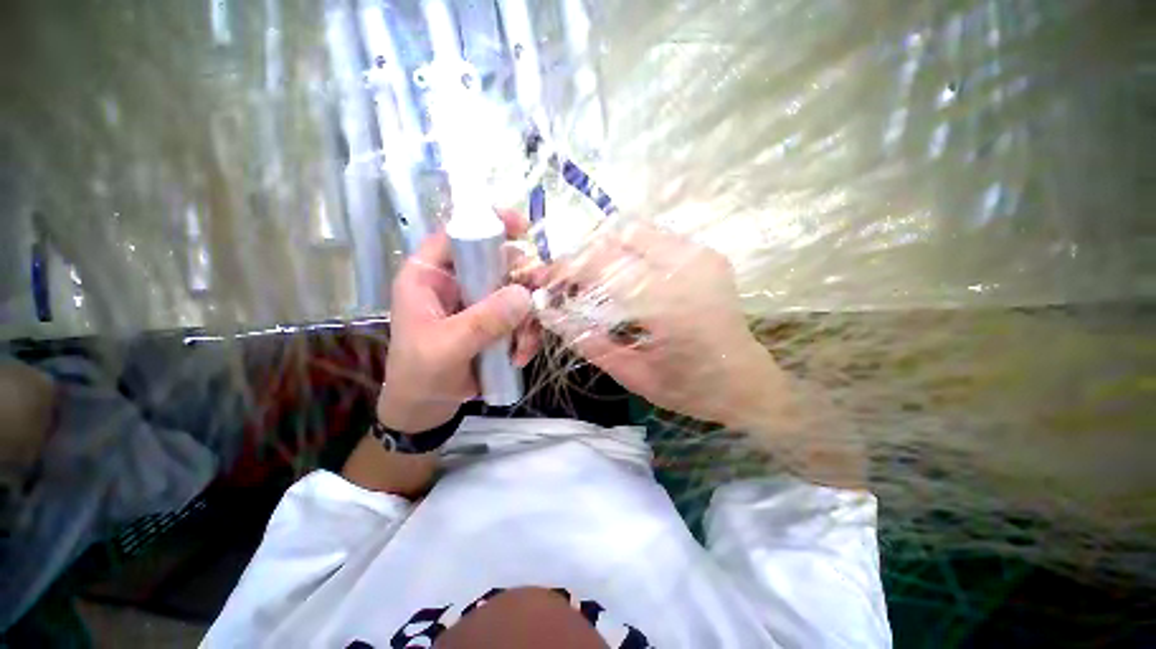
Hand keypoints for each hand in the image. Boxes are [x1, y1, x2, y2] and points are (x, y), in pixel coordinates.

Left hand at [377, 212, 536, 432]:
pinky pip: (522, 317)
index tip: (522, 229)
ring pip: (517, 292)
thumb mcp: (447, 348)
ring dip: (528, 317)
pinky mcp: (495, 322)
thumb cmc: (420, 374)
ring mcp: (479, 303)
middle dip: (524, 280)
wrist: (427, 408)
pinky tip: (520, 356)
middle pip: (498, 262)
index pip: (457, 233)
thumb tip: (525, 294)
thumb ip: (483, 322)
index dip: (488, 223)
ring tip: (525, 344)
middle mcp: (457, 282)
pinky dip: (527, 335)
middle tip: (541, 295)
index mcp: (430, 276)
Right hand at [540, 222, 789, 427]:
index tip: (548, 280)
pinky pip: (654, 237)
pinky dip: (629, 249)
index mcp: (669, 304)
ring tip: (594, 278)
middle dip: (584, 253)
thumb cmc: (689, 388)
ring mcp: (700, 254)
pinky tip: (625, 276)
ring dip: (606, 248)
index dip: (567, 267)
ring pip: (635, 229)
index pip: (603, 264)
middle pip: (617, 235)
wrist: (747, 381)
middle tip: (571, 281)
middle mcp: (687, 267)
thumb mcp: (632, 375)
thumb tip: (550, 313)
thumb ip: (587, 341)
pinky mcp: (706, 253)